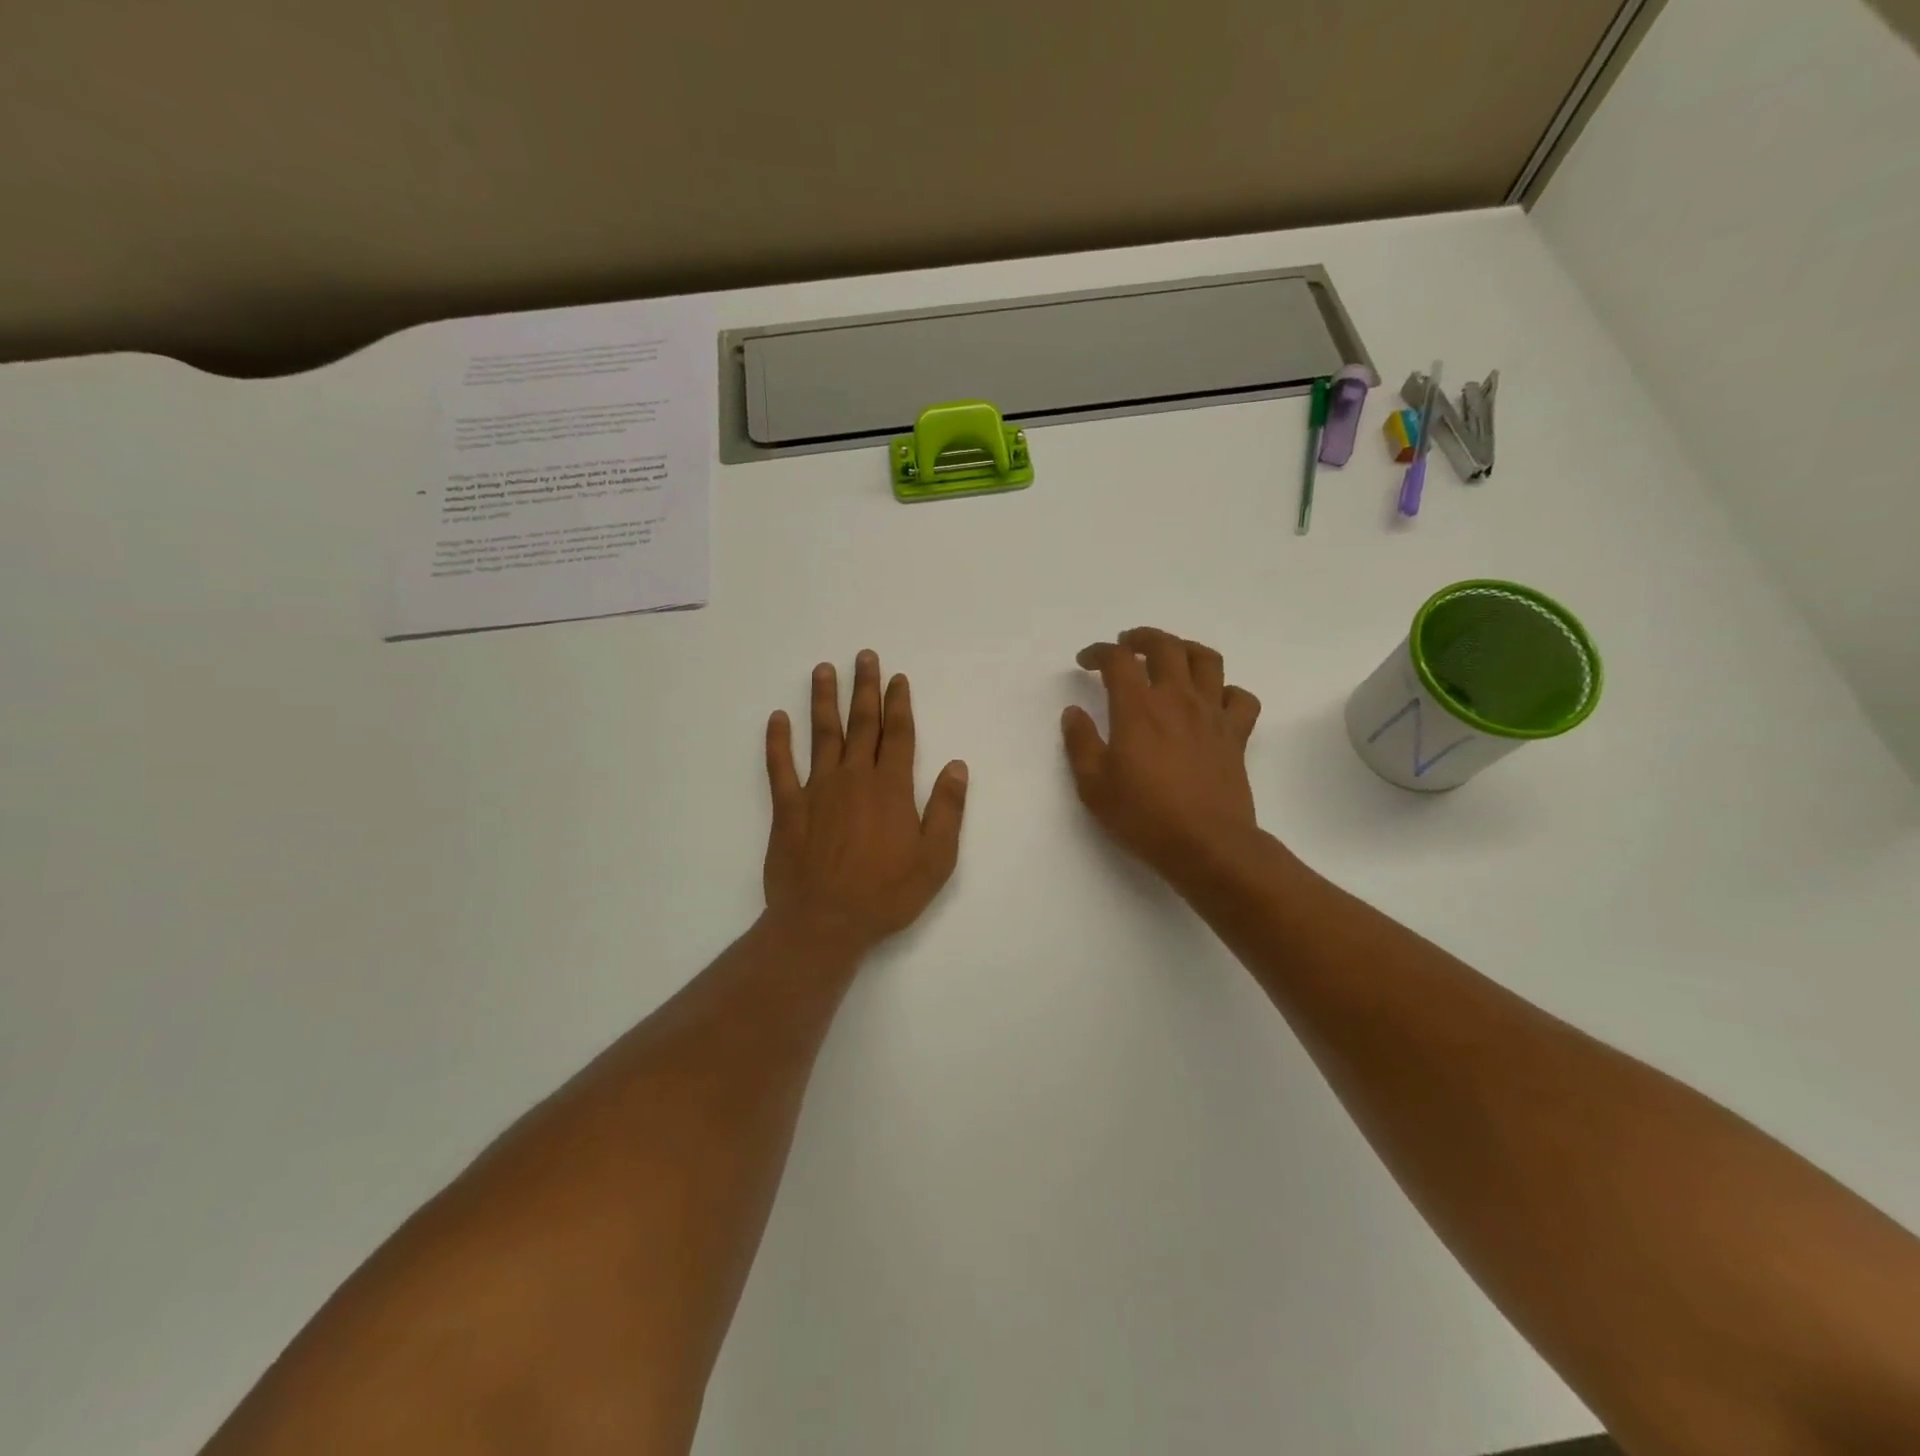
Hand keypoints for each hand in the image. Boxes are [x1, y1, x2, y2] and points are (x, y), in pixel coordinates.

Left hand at [763, 650, 968, 958]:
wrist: (824, 923)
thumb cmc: (886, 895)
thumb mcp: (936, 859)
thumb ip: (947, 810)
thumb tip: (956, 766)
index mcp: (891, 788)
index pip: (898, 734)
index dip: (899, 703)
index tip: (897, 678)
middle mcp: (854, 778)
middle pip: (862, 724)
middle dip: (865, 688)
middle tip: (864, 656)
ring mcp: (817, 789)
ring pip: (822, 734)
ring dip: (824, 700)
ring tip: (823, 670)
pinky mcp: (788, 808)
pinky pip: (780, 767)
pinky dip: (777, 741)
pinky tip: (776, 718)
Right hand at [1062, 628, 1262, 880]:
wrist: (1205, 844)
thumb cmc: (1143, 815)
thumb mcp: (1093, 785)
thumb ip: (1080, 743)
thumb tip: (1074, 712)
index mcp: (1138, 708)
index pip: (1118, 659)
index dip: (1099, 652)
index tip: (1086, 661)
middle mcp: (1176, 699)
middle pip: (1165, 646)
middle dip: (1141, 638)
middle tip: (1127, 645)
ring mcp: (1211, 714)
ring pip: (1206, 659)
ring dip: (1185, 649)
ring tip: (1170, 657)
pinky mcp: (1236, 735)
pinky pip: (1241, 698)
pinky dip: (1227, 691)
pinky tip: (1212, 701)